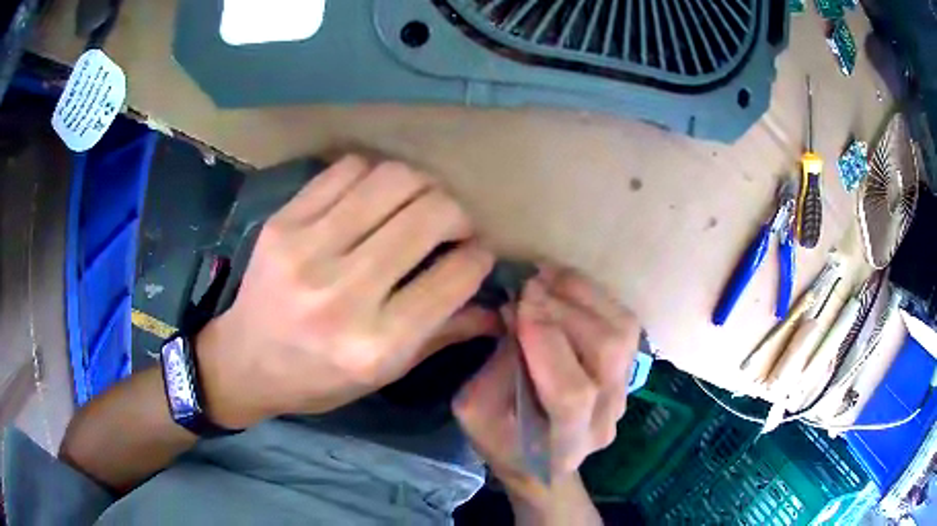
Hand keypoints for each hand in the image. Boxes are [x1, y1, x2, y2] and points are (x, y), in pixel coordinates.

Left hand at [196, 156, 494, 428]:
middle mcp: (343, 293)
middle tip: (453, 224)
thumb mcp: (384, 374)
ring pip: (392, 180)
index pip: (454, 275)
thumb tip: (496, 309)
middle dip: (457, 213)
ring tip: (419, 204)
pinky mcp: (283, 222)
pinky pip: (347, 170)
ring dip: (422, 186)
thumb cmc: (318, 379)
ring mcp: (307, 249)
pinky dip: (375, 174)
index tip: (477, 252)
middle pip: (429, 215)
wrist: (245, 361)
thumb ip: (443, 335)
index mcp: (376, 343)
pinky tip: (376, 197)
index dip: (479, 255)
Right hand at [453, 265, 639, 494]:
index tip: (517, 304)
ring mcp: (625, 392)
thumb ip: (493, 372)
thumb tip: (516, 316)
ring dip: (583, 295)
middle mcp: (605, 418)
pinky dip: (595, 296)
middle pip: (606, 353)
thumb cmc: (504, 442)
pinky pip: (624, 323)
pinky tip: (565, 285)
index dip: (547, 342)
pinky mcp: (629, 370)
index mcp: (565, 444)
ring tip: (548, 276)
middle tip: (529, 284)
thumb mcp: (476, 415)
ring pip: (622, 331)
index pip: (572, 393)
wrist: (544, 460)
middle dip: (565, 310)